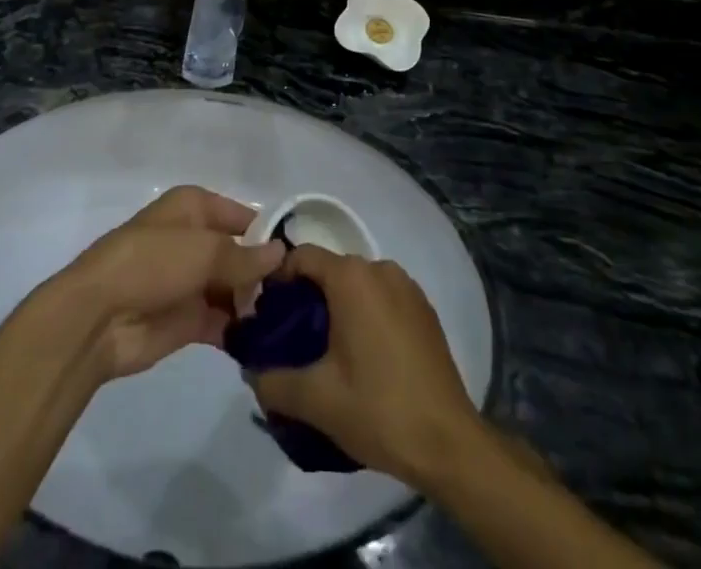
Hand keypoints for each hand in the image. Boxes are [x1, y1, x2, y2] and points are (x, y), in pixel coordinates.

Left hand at [56, 186, 286, 382]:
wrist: (98, 317)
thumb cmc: (151, 263)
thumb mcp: (203, 250)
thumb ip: (245, 256)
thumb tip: (282, 253)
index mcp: (194, 208)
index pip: (242, 216)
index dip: (269, 234)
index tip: (303, 258)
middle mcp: (195, 240)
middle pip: (241, 254)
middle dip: (266, 274)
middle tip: (304, 298)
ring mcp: (191, 281)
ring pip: (235, 289)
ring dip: (257, 305)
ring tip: (295, 323)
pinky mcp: (188, 321)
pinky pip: (224, 322)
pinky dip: (243, 331)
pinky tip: (271, 344)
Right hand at [247, 247, 483, 487]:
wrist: (449, 443)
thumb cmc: (379, 409)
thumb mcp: (316, 400)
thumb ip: (273, 381)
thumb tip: (250, 372)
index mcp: (351, 277)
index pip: (301, 257)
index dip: (278, 280)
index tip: (267, 315)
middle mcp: (380, 268)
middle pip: (330, 270)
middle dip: (307, 298)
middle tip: (292, 340)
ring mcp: (407, 287)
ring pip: (357, 285)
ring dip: (338, 308)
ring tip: (326, 353)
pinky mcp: (424, 310)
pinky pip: (382, 299)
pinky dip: (366, 316)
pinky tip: (364, 358)